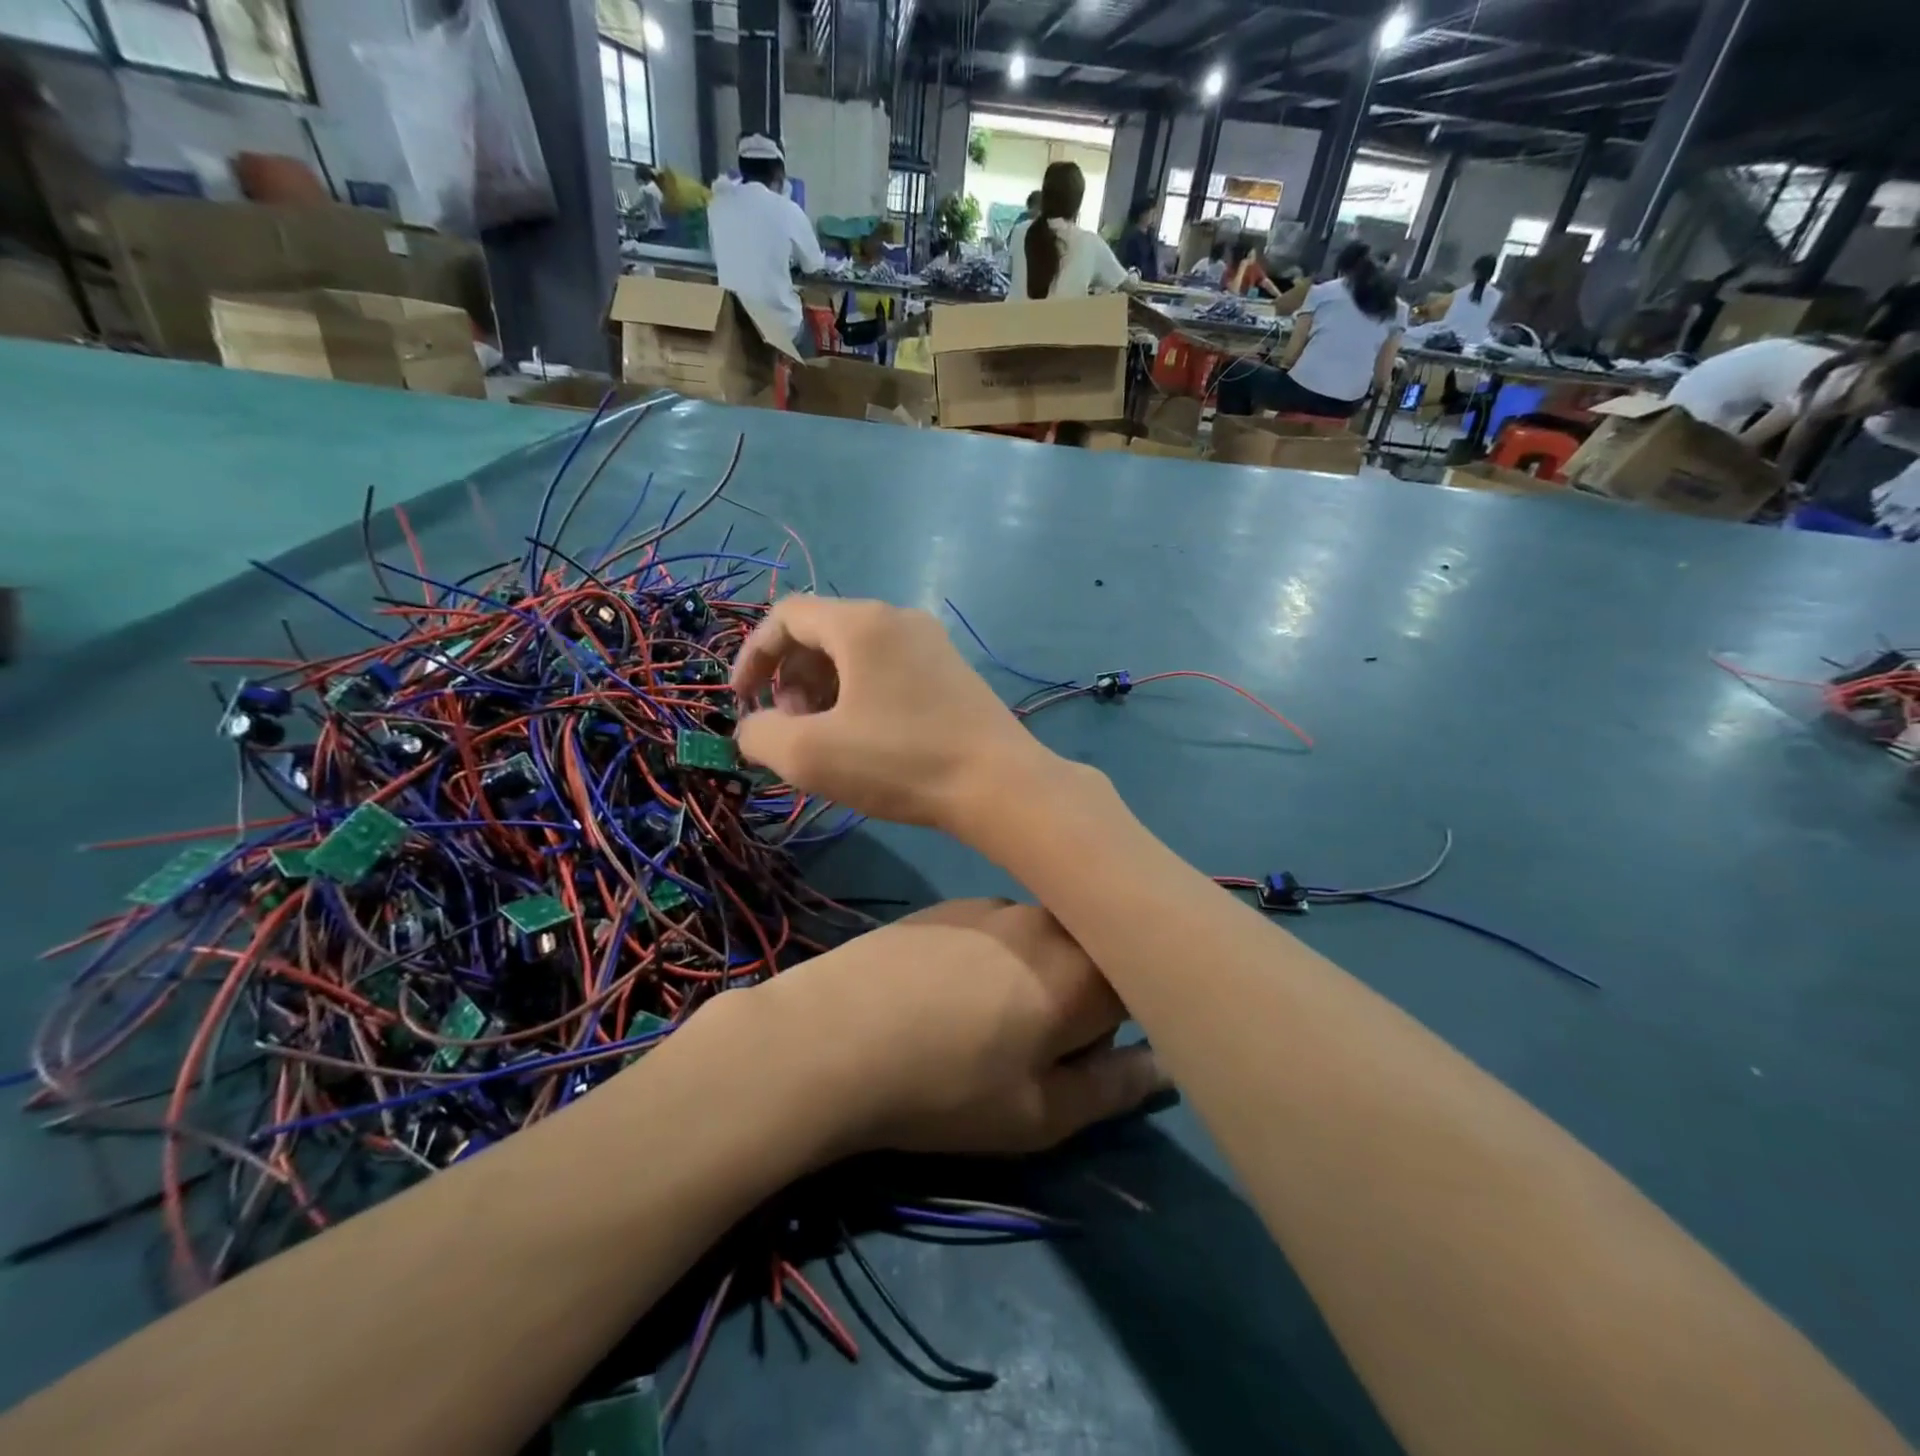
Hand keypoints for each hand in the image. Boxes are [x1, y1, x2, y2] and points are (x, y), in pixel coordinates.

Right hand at [730, 597, 1054, 831]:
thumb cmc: (900, 761)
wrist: (999, 784)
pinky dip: (859, 695)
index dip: (753, 656)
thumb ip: (760, 734)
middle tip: (791, 727)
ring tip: (826, 739)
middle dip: (791, 678)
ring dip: (823, 690)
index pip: (787, 616)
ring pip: (856, 654)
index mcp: (862, 623)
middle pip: (822, 633)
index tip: (742, 702)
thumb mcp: (810, 754)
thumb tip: (753, 728)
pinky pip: (888, 670)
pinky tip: (864, 739)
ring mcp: (932, 643)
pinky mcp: (952, 672)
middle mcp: (898, 619)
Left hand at [746, 899, 1165, 1156]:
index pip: (1142, 977)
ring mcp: (993, 904)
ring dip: (1036, 975)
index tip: (1096, 1051)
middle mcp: (1046, 920)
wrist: (831, 1036)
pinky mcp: (949, 904)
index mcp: (1083, 969)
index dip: (1130, 1017)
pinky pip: (998, 929)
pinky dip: (994, 959)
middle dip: (1081, 997)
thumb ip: (1115, 1087)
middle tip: (1037, 1047)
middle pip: (1092, 953)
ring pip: (1043, 940)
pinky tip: (945, 995)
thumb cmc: (947, 1087)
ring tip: (984, 1022)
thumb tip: (1164, 1063)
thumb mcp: (1040, 1115)